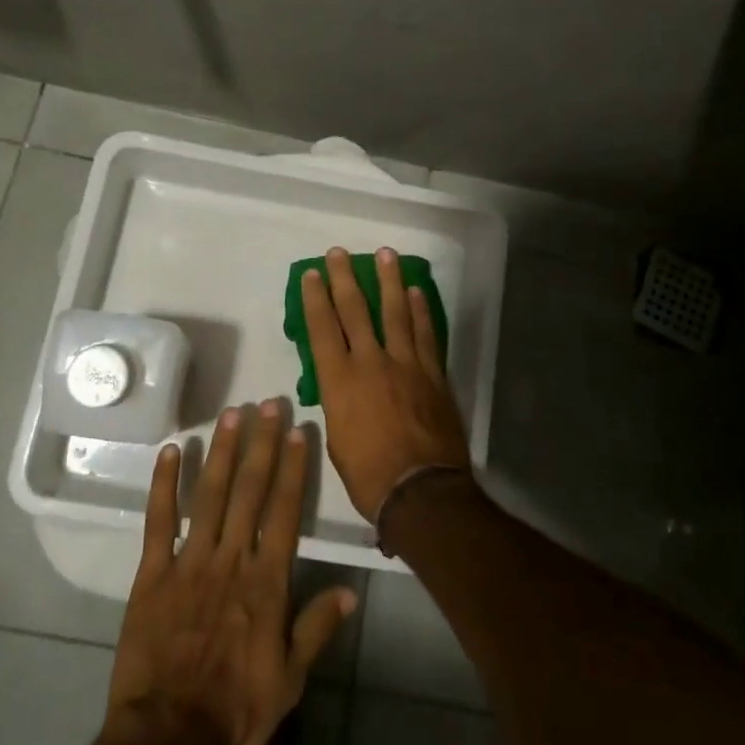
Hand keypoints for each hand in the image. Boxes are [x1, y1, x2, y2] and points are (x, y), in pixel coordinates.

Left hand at [106, 399, 356, 744]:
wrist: (167, 740)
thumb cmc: (235, 711)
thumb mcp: (289, 680)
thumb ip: (317, 629)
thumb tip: (350, 590)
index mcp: (266, 582)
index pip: (285, 511)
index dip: (294, 468)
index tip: (299, 431)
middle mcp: (231, 559)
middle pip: (250, 491)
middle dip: (262, 444)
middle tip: (268, 404)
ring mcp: (189, 562)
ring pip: (209, 495)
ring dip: (222, 452)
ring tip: (231, 415)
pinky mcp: (152, 574)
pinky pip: (159, 521)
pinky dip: (163, 484)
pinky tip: (169, 451)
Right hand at [299, 246, 471, 520]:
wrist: (421, 491)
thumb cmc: (369, 475)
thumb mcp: (338, 440)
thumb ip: (340, 403)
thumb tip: (343, 387)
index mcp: (339, 381)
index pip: (322, 329)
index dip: (316, 299)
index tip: (312, 274)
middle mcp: (371, 363)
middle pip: (356, 311)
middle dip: (345, 278)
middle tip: (339, 253)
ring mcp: (406, 364)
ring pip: (396, 312)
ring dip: (389, 281)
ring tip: (386, 254)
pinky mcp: (432, 373)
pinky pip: (425, 334)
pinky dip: (421, 311)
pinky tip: (416, 292)